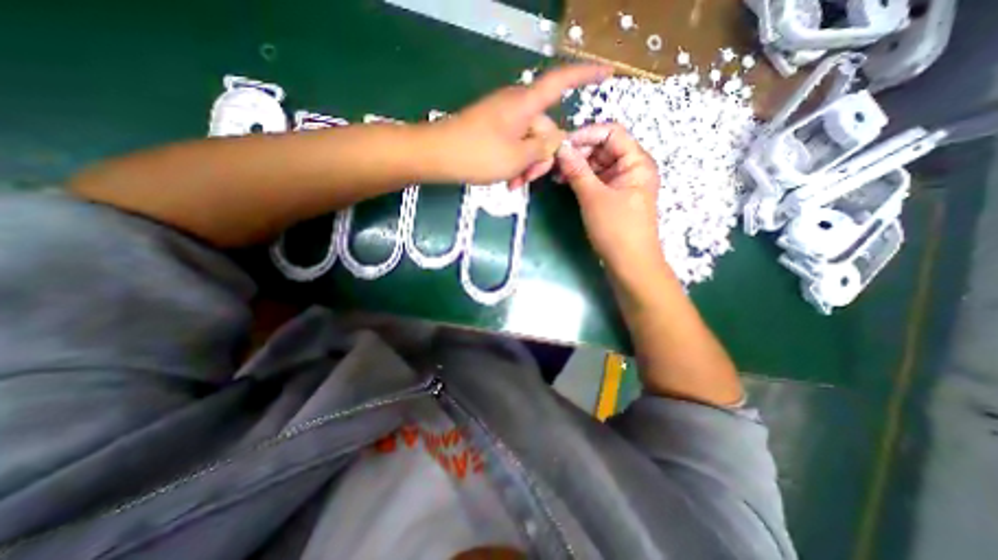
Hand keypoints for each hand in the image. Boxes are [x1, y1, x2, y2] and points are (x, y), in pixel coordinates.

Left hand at [425, 64, 611, 187]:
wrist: (437, 155)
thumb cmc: (478, 154)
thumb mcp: (517, 157)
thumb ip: (543, 148)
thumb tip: (558, 139)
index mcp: (526, 104)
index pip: (561, 82)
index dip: (585, 76)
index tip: (607, 72)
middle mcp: (517, 106)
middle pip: (544, 128)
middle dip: (541, 158)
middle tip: (528, 181)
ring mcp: (503, 118)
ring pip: (529, 142)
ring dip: (527, 165)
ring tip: (514, 185)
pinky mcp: (493, 129)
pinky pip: (514, 144)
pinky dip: (515, 163)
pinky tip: (507, 180)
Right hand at [558, 122, 664, 277]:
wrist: (630, 264)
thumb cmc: (616, 229)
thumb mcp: (593, 197)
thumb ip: (577, 170)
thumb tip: (560, 148)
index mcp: (636, 161)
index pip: (611, 133)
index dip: (586, 135)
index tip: (562, 145)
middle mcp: (631, 168)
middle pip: (603, 148)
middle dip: (579, 152)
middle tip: (554, 162)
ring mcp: (622, 183)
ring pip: (597, 165)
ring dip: (577, 166)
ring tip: (555, 174)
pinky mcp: (613, 196)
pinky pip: (596, 180)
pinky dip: (581, 179)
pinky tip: (564, 182)